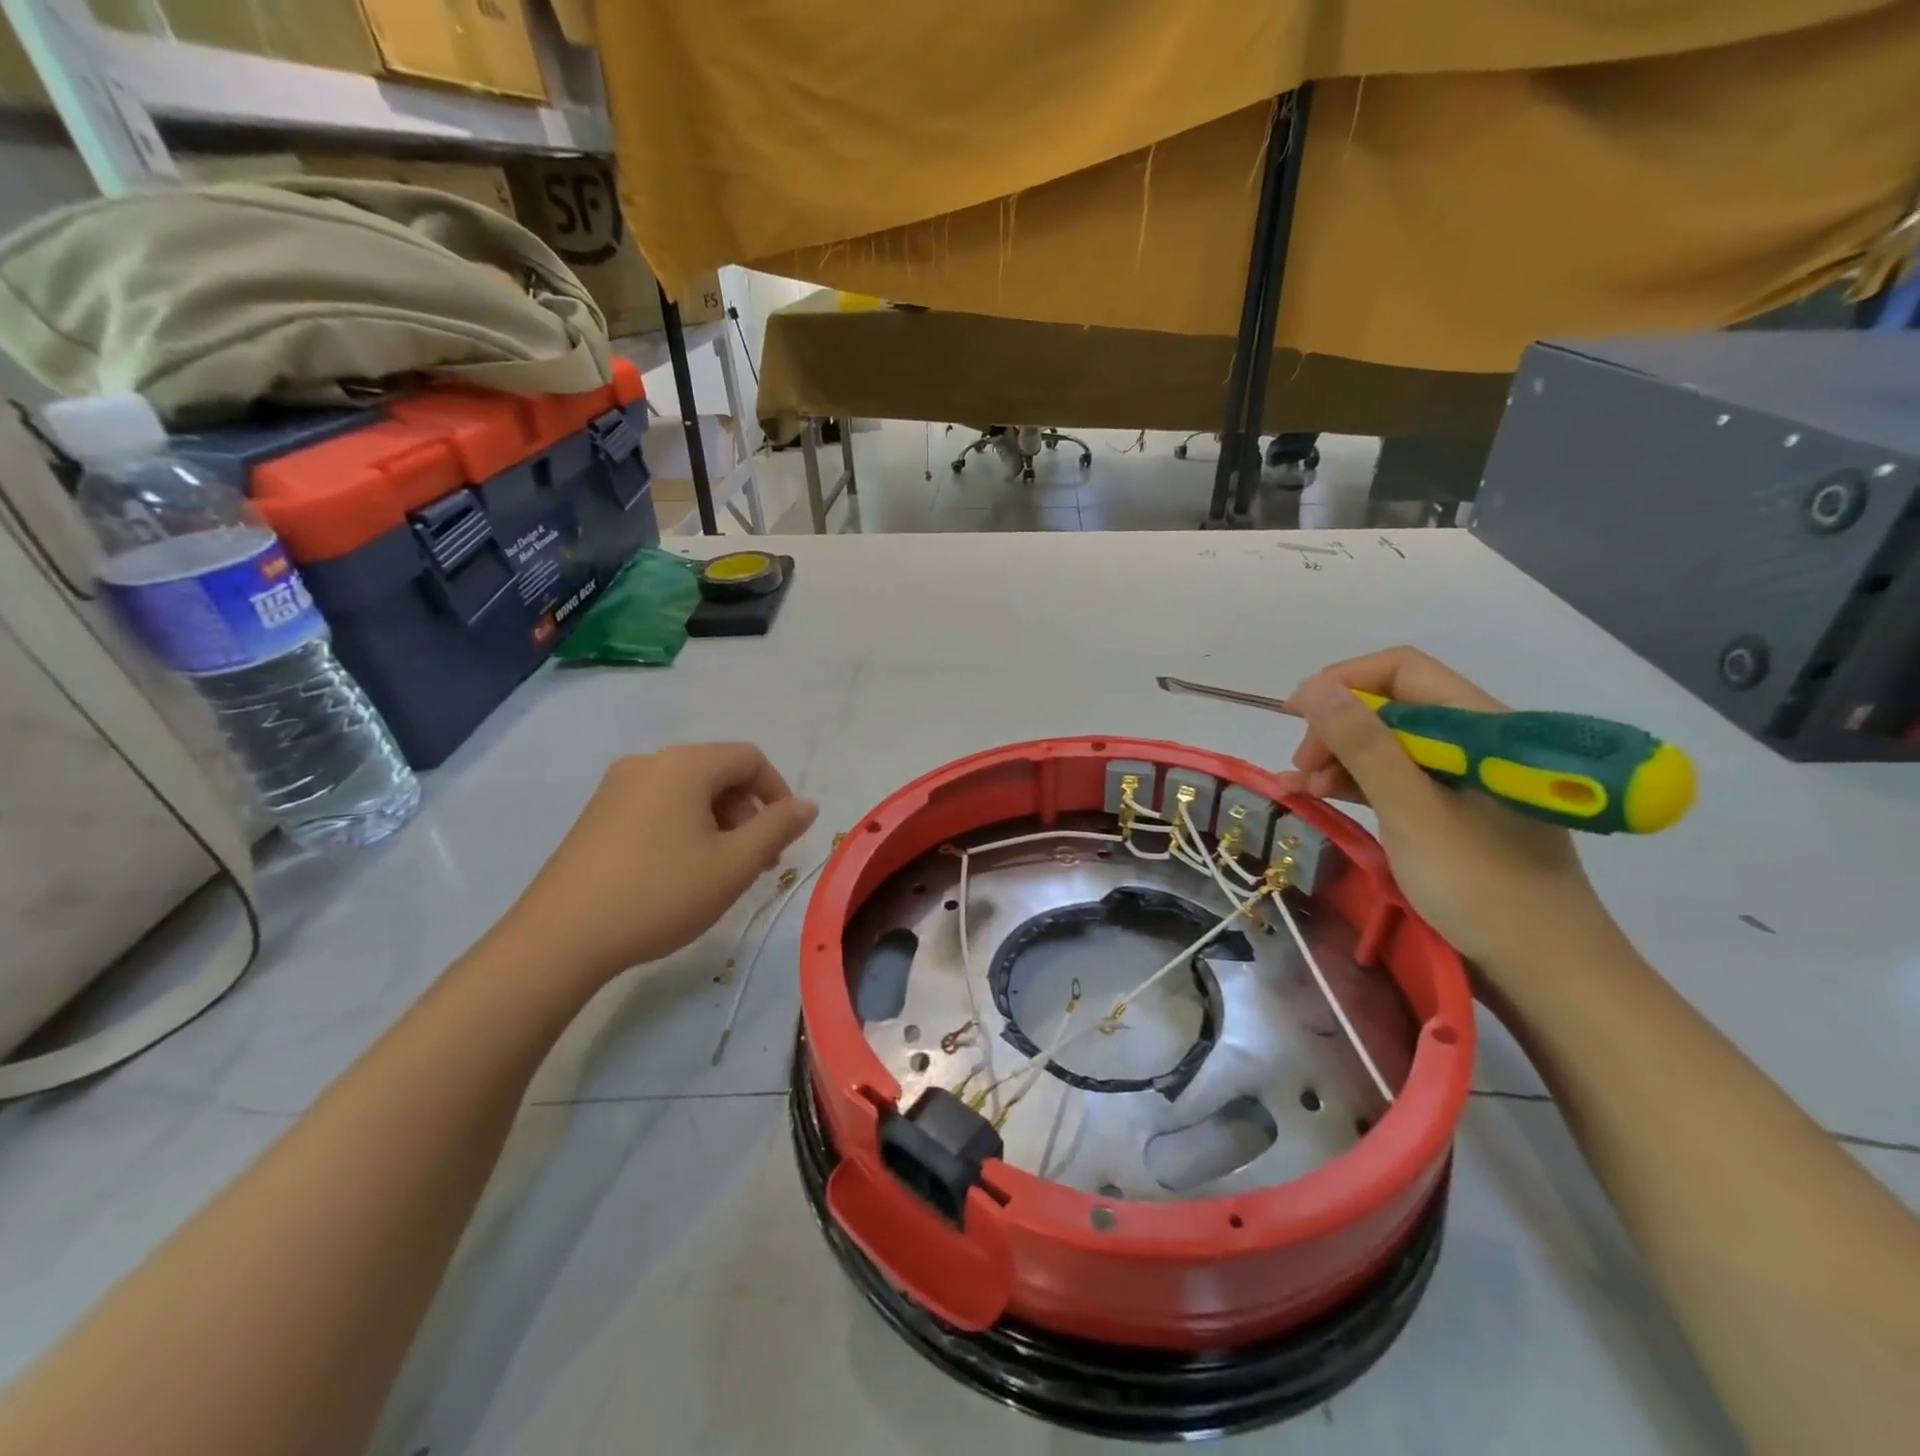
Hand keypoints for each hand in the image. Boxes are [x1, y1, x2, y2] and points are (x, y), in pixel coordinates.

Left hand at [495, 743, 818, 987]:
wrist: (560, 938)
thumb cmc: (661, 893)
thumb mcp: (734, 864)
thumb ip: (778, 828)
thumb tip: (807, 805)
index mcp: (685, 765)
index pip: (749, 758)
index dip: (778, 792)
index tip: (785, 836)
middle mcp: (649, 763)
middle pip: (717, 772)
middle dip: (747, 811)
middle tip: (757, 861)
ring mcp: (616, 788)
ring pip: (687, 792)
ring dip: (718, 822)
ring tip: (721, 871)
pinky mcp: (596, 816)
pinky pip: (657, 807)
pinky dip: (684, 828)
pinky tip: (680, 872)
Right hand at [1282, 648, 1621, 977]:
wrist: (1546, 970)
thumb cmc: (1481, 886)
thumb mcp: (1412, 812)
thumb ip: (1365, 746)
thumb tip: (1315, 688)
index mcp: (1480, 726)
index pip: (1403, 670)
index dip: (1343, 682)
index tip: (1295, 714)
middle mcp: (1475, 740)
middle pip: (1392, 705)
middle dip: (1337, 727)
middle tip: (1303, 769)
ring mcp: (1464, 776)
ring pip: (1388, 742)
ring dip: (1340, 757)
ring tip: (1304, 791)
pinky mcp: (1454, 808)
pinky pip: (1396, 776)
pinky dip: (1356, 783)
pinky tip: (1321, 798)